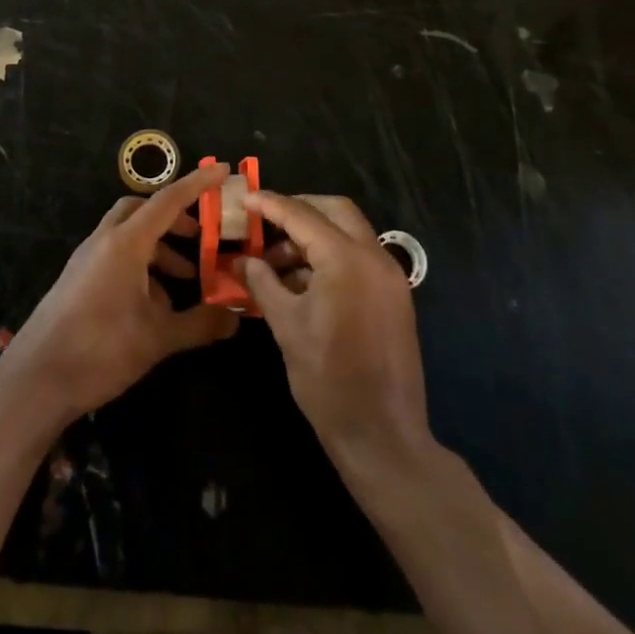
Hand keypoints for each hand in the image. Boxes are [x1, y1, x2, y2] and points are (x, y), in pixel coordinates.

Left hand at [0, 163, 239, 428]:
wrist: (35, 380)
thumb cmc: (101, 349)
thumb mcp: (158, 338)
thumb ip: (199, 324)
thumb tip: (234, 319)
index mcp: (126, 242)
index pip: (168, 200)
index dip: (197, 184)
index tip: (222, 170)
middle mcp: (105, 241)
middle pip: (142, 209)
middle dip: (173, 217)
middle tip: (198, 236)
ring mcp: (86, 260)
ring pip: (128, 235)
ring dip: (157, 248)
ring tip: (184, 281)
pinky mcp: (77, 280)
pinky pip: (114, 257)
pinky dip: (139, 266)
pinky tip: (153, 307)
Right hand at [240, 192, 429, 469]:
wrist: (383, 436)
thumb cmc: (328, 380)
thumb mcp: (286, 326)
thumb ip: (263, 283)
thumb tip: (240, 260)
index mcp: (347, 259)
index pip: (302, 216)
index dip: (271, 204)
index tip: (245, 197)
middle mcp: (374, 257)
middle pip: (335, 211)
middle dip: (299, 209)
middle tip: (265, 220)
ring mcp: (390, 277)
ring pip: (349, 233)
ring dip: (314, 236)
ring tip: (275, 261)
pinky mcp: (394, 296)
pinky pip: (359, 258)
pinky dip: (331, 257)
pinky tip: (302, 281)